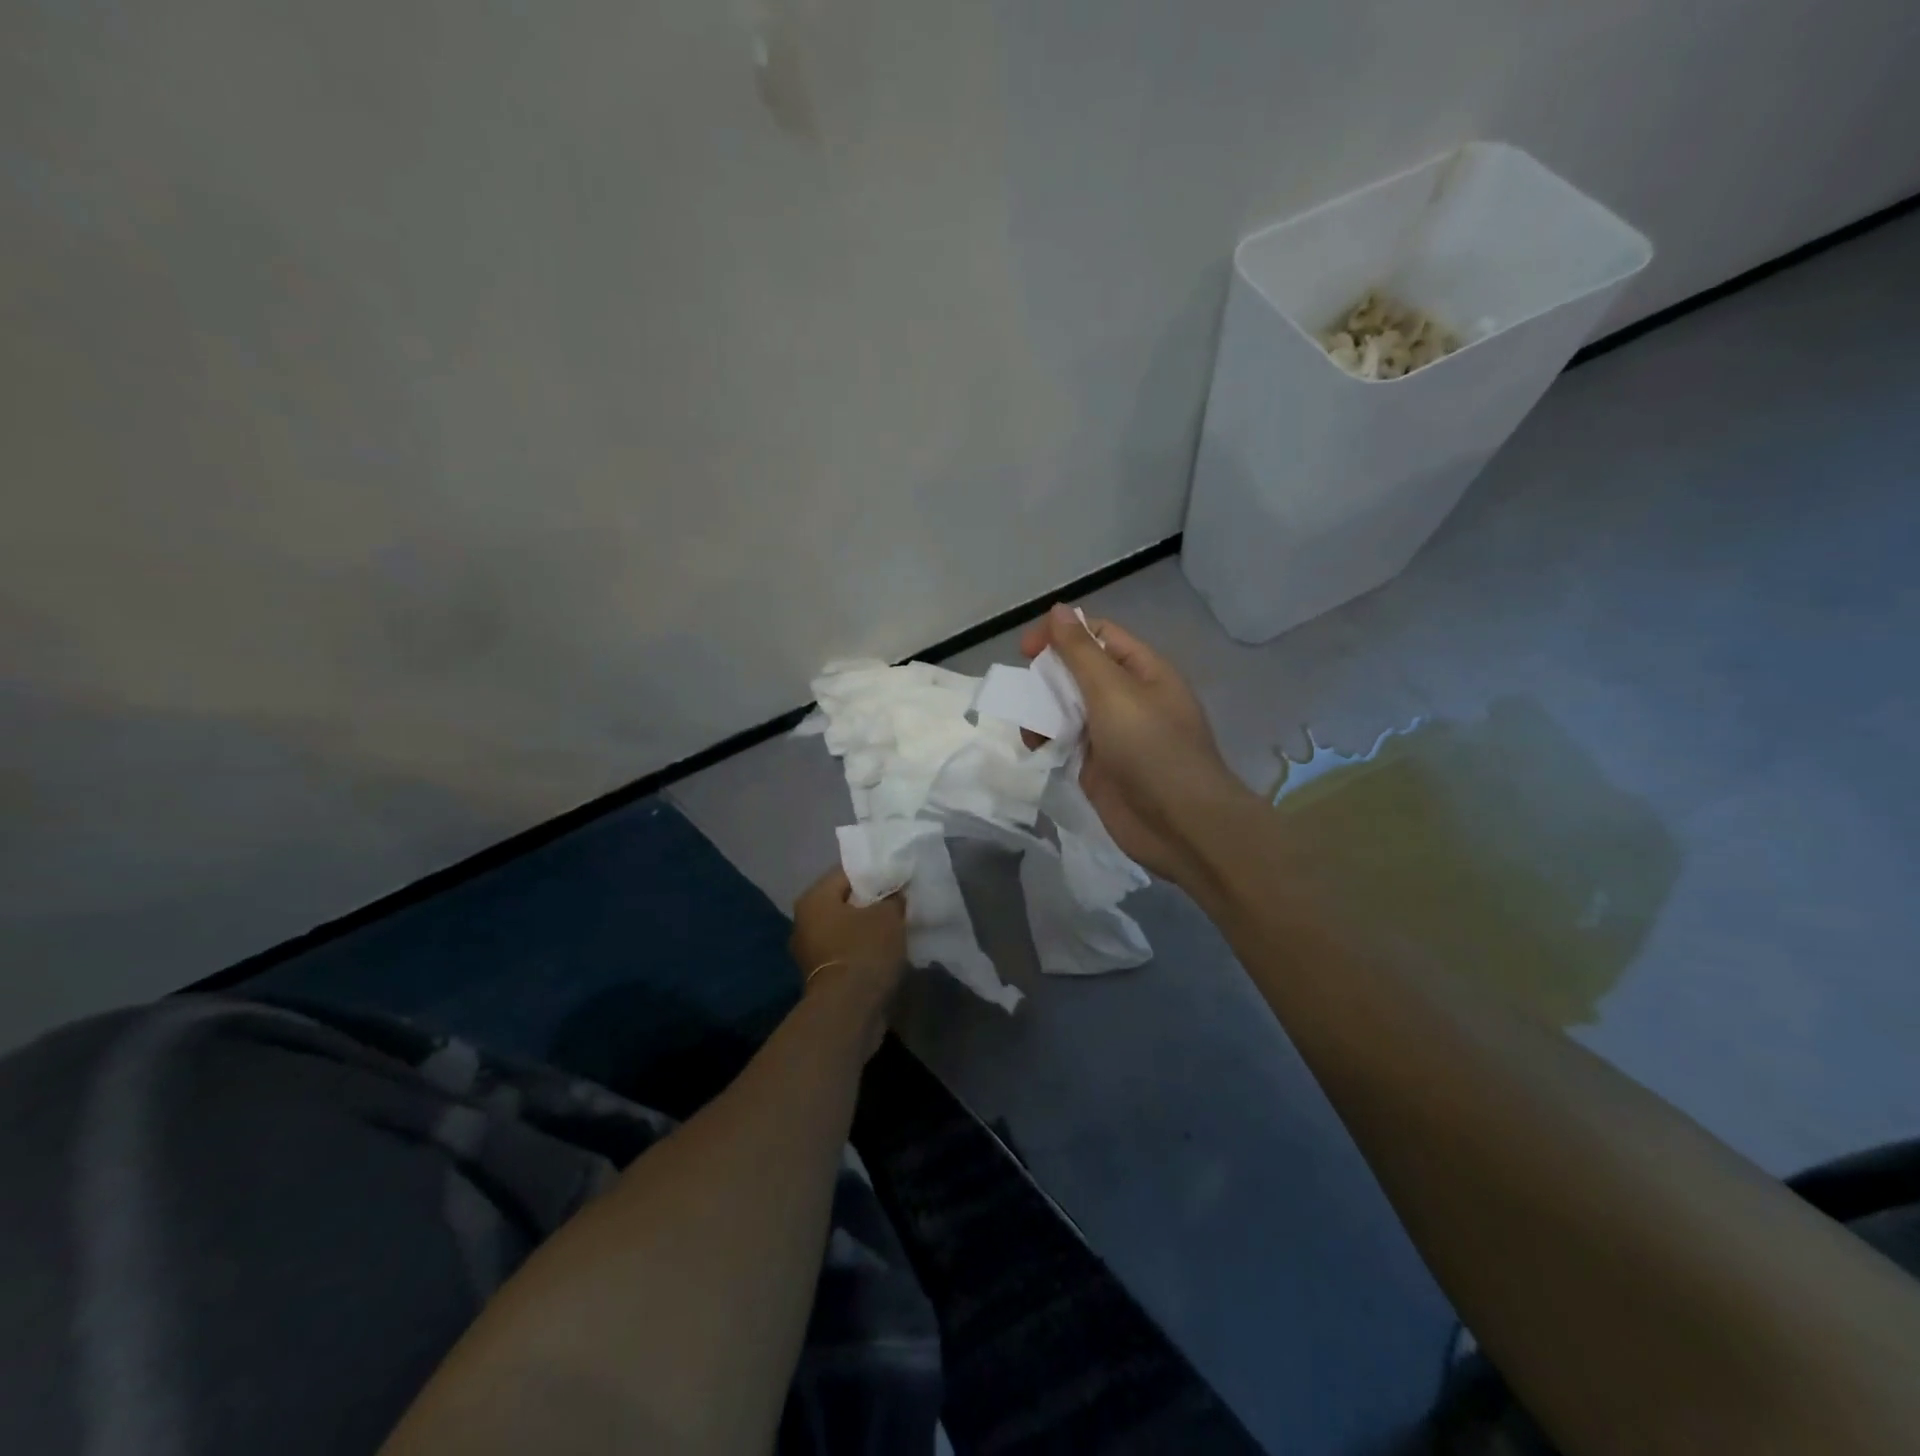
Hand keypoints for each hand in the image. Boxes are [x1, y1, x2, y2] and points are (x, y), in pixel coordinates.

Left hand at [788, 866, 906, 1021]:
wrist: (849, 1010)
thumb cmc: (864, 950)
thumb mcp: (888, 915)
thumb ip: (893, 897)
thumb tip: (895, 893)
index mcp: (813, 899)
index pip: (846, 873)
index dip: (874, 873)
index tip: (897, 877)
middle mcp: (804, 922)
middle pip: (844, 901)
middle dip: (871, 902)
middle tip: (899, 900)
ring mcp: (810, 952)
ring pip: (845, 928)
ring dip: (868, 928)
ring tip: (897, 925)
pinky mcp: (821, 977)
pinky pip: (846, 951)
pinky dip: (863, 949)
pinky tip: (886, 951)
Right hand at [1021, 603, 1255, 888]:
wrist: (1180, 824)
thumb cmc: (1150, 748)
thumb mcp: (1113, 691)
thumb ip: (1081, 652)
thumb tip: (1059, 610)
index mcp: (1142, 670)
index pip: (1098, 635)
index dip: (1062, 634)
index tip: (1026, 650)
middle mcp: (1129, 697)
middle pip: (1079, 671)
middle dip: (1048, 677)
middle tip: (1025, 692)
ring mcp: (1114, 734)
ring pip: (1068, 708)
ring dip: (1043, 712)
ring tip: (1029, 730)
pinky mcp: (1099, 766)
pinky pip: (1067, 742)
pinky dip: (1048, 740)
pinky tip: (1037, 749)